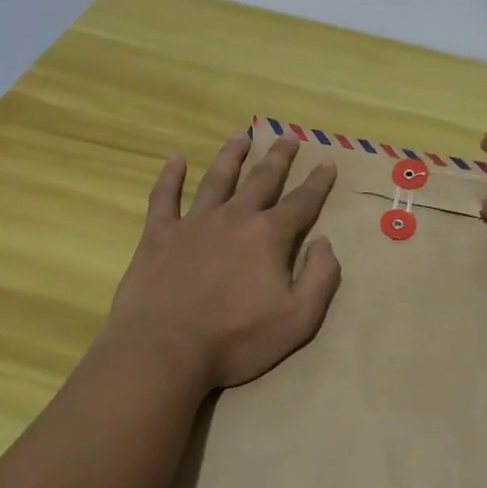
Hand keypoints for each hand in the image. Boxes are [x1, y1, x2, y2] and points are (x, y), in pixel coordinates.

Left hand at [100, 132, 340, 391]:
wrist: (163, 351)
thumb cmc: (235, 340)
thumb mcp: (298, 320)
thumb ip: (320, 278)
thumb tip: (325, 242)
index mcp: (268, 236)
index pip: (301, 202)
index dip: (317, 182)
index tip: (327, 161)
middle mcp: (234, 217)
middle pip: (261, 179)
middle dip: (278, 158)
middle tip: (287, 137)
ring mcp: (194, 223)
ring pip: (217, 179)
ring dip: (231, 156)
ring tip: (241, 136)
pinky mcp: (158, 235)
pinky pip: (164, 197)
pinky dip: (170, 177)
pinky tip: (175, 160)